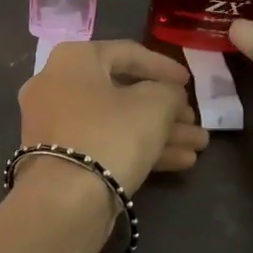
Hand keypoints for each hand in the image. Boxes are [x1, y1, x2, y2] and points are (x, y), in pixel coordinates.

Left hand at [20, 40, 206, 193]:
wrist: (65, 200)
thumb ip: (169, 91)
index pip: (126, 52)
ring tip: (198, 146)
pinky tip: (179, 162)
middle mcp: (55, 86)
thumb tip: (168, 95)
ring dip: (159, 132)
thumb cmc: (111, 135)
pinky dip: (136, 149)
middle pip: (121, 92)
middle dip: (165, 109)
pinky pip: (102, 143)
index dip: (163, 66)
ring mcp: (54, 124)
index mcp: (72, 60)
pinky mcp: (58, 158)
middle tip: (194, 121)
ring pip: (115, 121)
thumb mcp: (154, 104)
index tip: (190, 83)